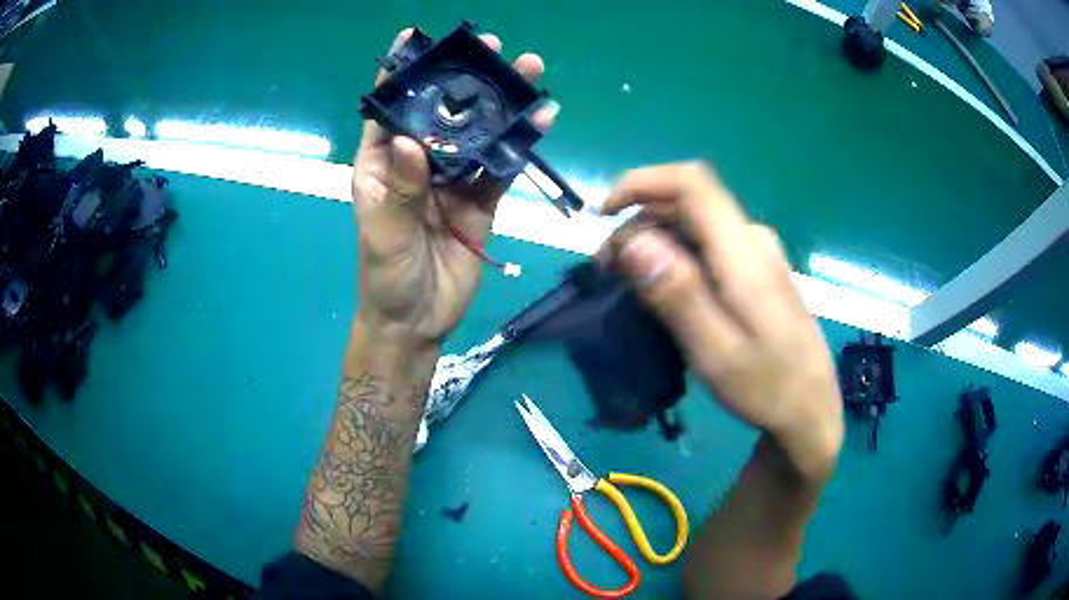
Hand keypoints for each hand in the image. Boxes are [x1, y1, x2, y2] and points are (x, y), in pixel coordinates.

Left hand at [352, 29, 556, 344]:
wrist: (418, 321)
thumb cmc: (386, 275)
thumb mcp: (383, 232)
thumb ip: (398, 188)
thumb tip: (412, 141)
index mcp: (381, 162)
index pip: (389, 109)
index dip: (400, 73)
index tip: (416, 36)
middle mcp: (417, 161)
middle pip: (442, 111)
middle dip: (464, 77)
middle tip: (490, 46)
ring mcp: (453, 178)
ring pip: (478, 133)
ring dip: (502, 103)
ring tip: (527, 70)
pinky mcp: (482, 199)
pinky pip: (502, 166)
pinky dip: (521, 143)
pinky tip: (542, 117)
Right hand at [601, 164, 842, 478]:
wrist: (811, 408)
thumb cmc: (767, 387)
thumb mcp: (716, 352)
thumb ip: (678, 294)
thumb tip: (633, 241)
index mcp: (744, 252)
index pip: (691, 184)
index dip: (641, 182)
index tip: (603, 214)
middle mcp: (752, 239)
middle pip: (687, 204)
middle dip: (638, 223)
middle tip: (609, 273)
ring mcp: (758, 253)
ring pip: (695, 224)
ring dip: (654, 241)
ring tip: (630, 285)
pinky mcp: (758, 270)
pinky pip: (708, 245)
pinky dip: (675, 255)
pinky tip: (665, 291)